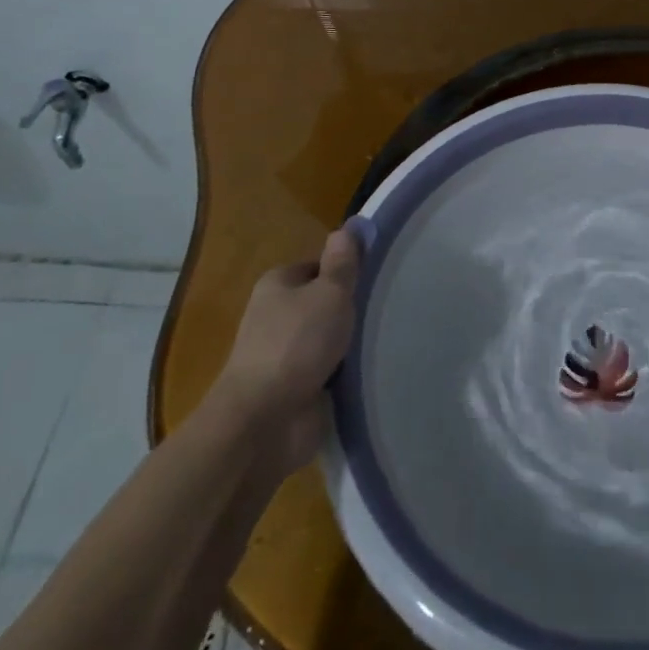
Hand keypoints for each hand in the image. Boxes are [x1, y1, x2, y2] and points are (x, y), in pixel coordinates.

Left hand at [215, 221, 363, 472]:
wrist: (263, 422)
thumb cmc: (297, 344)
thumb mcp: (329, 292)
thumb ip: (343, 262)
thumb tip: (348, 227)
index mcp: (278, 284)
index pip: (319, 266)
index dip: (346, 271)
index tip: (375, 280)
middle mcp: (276, 316)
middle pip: (323, 303)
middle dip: (350, 310)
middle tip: (385, 310)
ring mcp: (283, 355)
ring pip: (328, 339)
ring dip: (350, 345)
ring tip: (385, 340)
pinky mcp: (293, 390)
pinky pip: (328, 372)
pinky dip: (345, 374)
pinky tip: (370, 371)